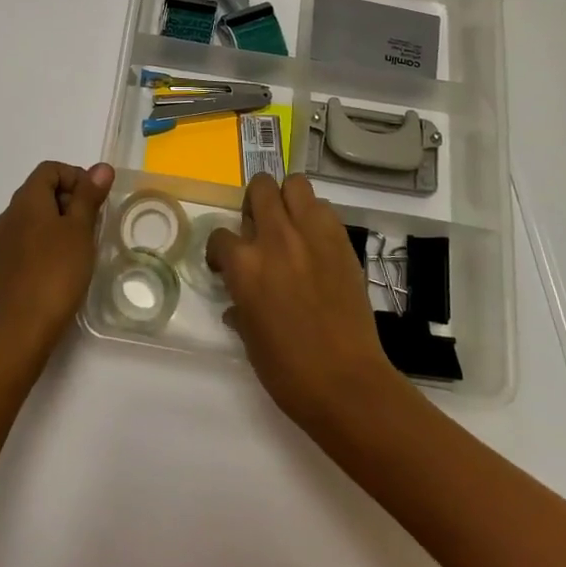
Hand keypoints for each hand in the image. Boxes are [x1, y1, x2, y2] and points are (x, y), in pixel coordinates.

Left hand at [0, 160, 115, 364]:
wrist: (20, 330)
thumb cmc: (55, 273)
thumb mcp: (79, 231)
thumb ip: (89, 196)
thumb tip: (101, 167)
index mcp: (25, 200)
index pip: (50, 169)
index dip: (76, 176)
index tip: (95, 201)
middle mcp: (9, 215)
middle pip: (41, 191)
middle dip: (71, 200)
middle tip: (93, 225)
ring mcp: (3, 242)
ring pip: (36, 217)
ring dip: (61, 223)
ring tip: (83, 247)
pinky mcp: (4, 265)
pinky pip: (29, 240)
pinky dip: (49, 242)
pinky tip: (65, 266)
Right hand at [207, 174, 406, 431]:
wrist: (345, 382)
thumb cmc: (287, 370)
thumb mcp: (250, 338)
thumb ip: (241, 307)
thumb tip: (238, 303)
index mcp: (244, 265)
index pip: (219, 236)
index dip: (220, 251)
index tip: (225, 266)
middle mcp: (275, 238)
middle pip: (260, 188)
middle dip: (254, 204)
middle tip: (259, 229)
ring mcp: (311, 235)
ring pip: (295, 184)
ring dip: (288, 199)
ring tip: (289, 225)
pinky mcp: (341, 241)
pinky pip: (324, 209)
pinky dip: (315, 217)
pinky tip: (315, 242)